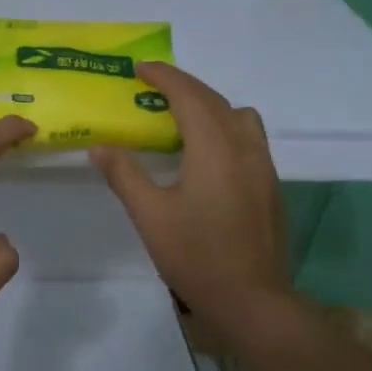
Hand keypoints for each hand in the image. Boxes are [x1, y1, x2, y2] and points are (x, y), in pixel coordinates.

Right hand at [89, 63, 288, 325]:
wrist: (253, 301)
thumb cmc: (197, 257)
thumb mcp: (150, 216)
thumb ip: (124, 174)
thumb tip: (100, 147)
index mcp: (215, 149)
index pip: (189, 95)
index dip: (163, 76)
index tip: (139, 69)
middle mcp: (244, 147)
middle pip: (214, 100)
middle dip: (183, 86)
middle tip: (151, 88)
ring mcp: (263, 166)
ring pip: (238, 116)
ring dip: (209, 106)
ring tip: (180, 120)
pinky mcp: (270, 185)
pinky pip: (247, 137)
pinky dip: (223, 128)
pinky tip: (204, 155)